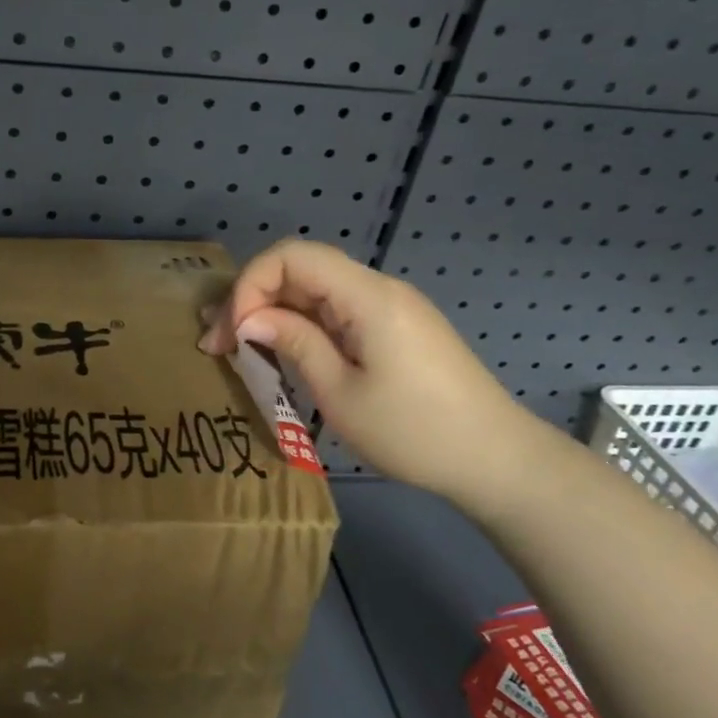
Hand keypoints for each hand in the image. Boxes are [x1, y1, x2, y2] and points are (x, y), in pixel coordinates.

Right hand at [199, 240, 552, 504]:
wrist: (498, 461)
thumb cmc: (415, 432)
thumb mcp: (341, 393)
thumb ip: (294, 343)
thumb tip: (249, 318)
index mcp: (367, 296)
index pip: (292, 255)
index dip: (251, 284)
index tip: (233, 332)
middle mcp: (378, 289)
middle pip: (301, 268)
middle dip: (252, 299)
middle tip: (219, 345)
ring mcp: (389, 307)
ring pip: (315, 290)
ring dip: (273, 313)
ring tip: (238, 349)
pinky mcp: (394, 328)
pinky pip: (335, 310)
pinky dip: (301, 325)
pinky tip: (281, 351)